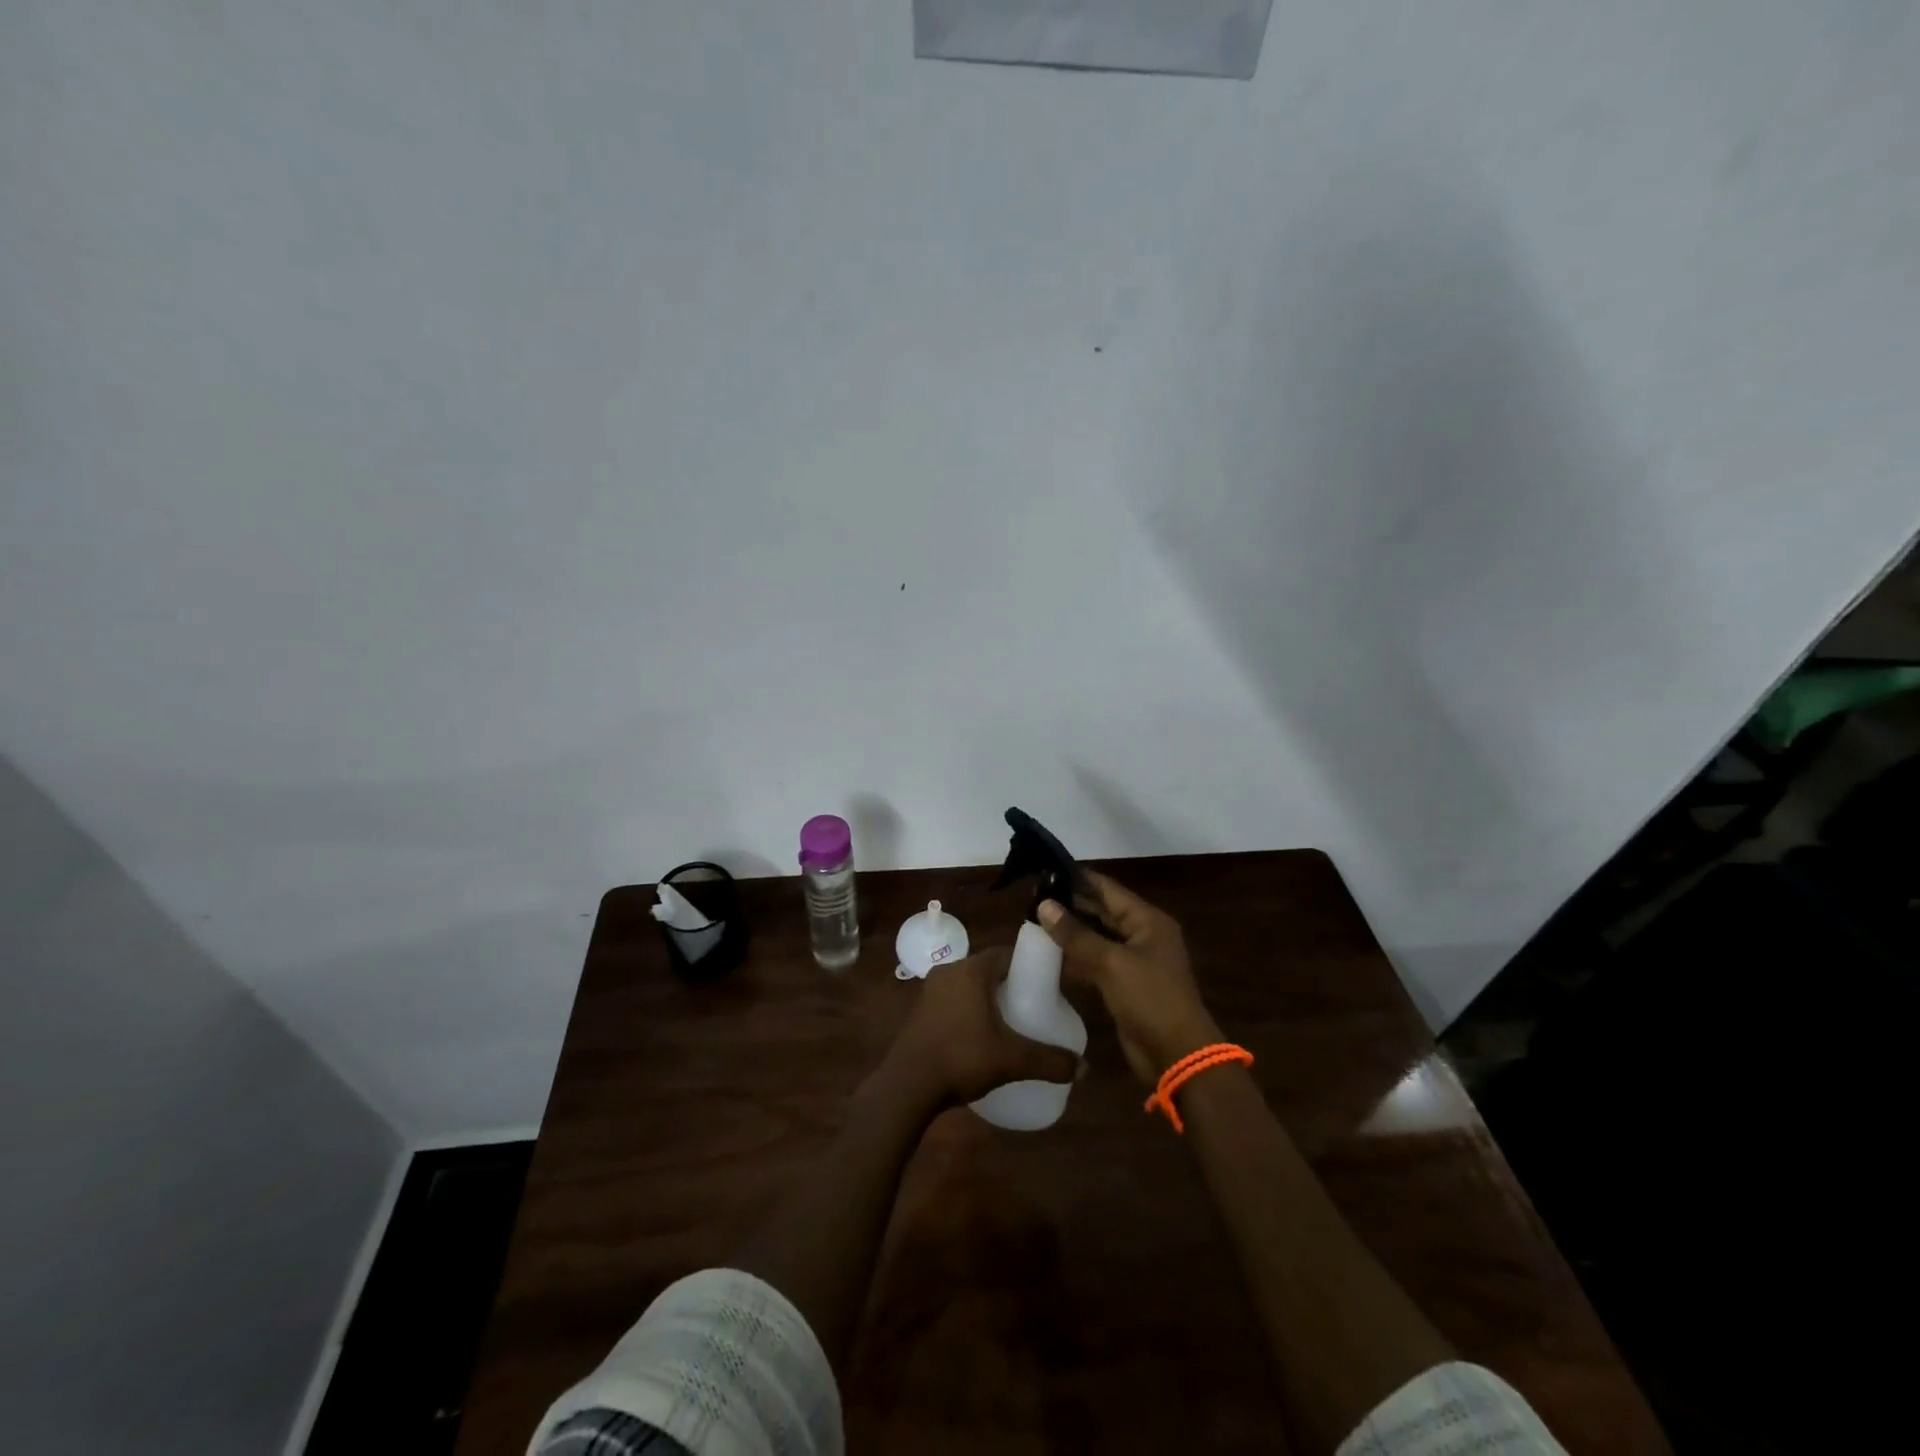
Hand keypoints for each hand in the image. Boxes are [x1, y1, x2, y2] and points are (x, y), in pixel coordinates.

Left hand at [881, 945, 1081, 1108]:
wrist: (907, 1085)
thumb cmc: (962, 1058)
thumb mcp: (1012, 1060)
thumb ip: (1050, 1061)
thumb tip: (1085, 1068)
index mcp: (972, 970)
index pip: (1007, 953)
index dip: (1027, 966)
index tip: (1045, 986)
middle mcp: (949, 970)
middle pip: (987, 969)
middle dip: (1009, 985)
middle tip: (1031, 1008)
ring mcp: (930, 989)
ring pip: (968, 985)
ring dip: (986, 998)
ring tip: (1008, 1024)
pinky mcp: (919, 1010)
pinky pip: (952, 1000)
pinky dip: (967, 1010)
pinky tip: (978, 1036)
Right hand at [1038, 872, 1221, 1085]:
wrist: (1177, 1055)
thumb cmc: (1150, 999)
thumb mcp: (1111, 963)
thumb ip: (1076, 934)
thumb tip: (1044, 905)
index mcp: (1148, 920)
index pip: (1107, 888)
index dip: (1077, 878)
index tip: (1045, 871)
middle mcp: (1142, 934)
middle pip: (1102, 910)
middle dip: (1071, 904)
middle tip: (1033, 896)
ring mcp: (1134, 960)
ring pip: (1097, 936)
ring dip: (1071, 930)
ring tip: (1035, 919)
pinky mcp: (1124, 983)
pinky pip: (1097, 960)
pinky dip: (1076, 955)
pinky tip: (1050, 952)